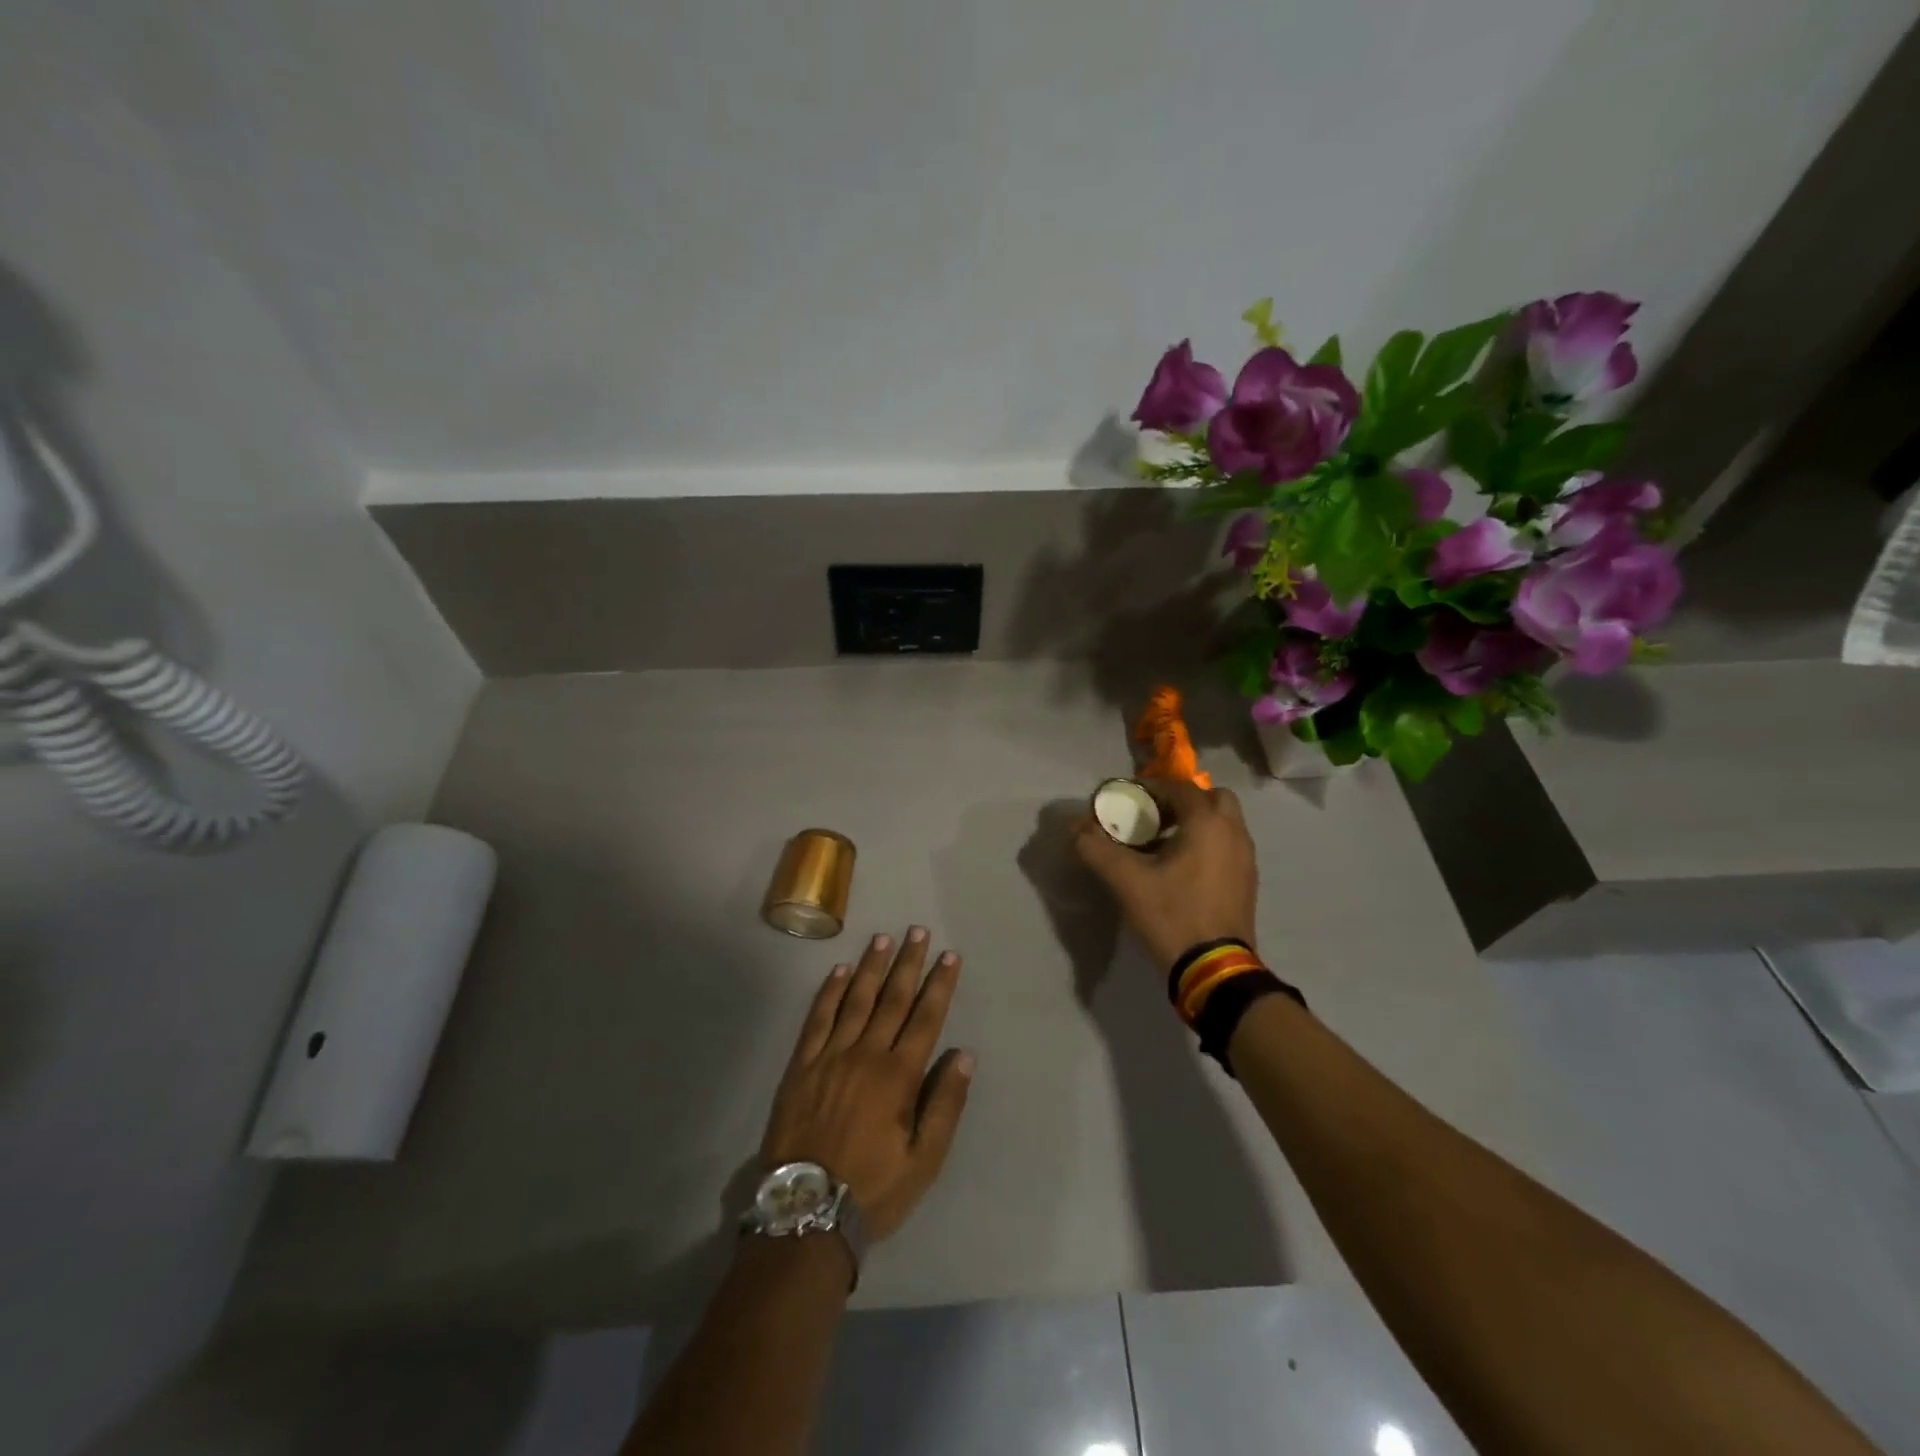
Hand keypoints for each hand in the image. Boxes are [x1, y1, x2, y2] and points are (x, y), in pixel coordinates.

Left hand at [761, 928, 972, 1242]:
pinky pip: (817, 1019)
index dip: (940, 985)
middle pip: (892, 999)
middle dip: (908, 963)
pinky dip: (829, 992)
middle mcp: (866, 1054)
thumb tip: (962, 1054)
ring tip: (883, 939)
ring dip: (872, 967)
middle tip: (918, 931)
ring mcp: (830, 1056)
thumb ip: (945, 1104)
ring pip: (856, 1000)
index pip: (926, 1018)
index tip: (949, 956)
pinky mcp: (801, 1065)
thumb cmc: (872, 1188)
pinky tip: (839, 971)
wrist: (805, 1212)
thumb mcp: (924, 1161)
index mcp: (899, 1076)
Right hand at [1074, 777, 1257, 972]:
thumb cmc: (1172, 915)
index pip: (1178, 787)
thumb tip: (1075, 827)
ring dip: (1195, 823)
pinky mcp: (1247, 881)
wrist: (1215, 968)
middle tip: (1153, 818)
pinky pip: (1227, 845)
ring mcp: (1245, 858)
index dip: (1150, 788)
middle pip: (1211, 798)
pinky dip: (1206, 843)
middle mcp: (1233, 832)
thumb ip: (1096, 848)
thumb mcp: (1126, 881)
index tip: (1126, 799)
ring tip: (1162, 844)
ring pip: (1222, 823)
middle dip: (1181, 801)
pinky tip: (1180, 869)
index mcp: (1207, 822)